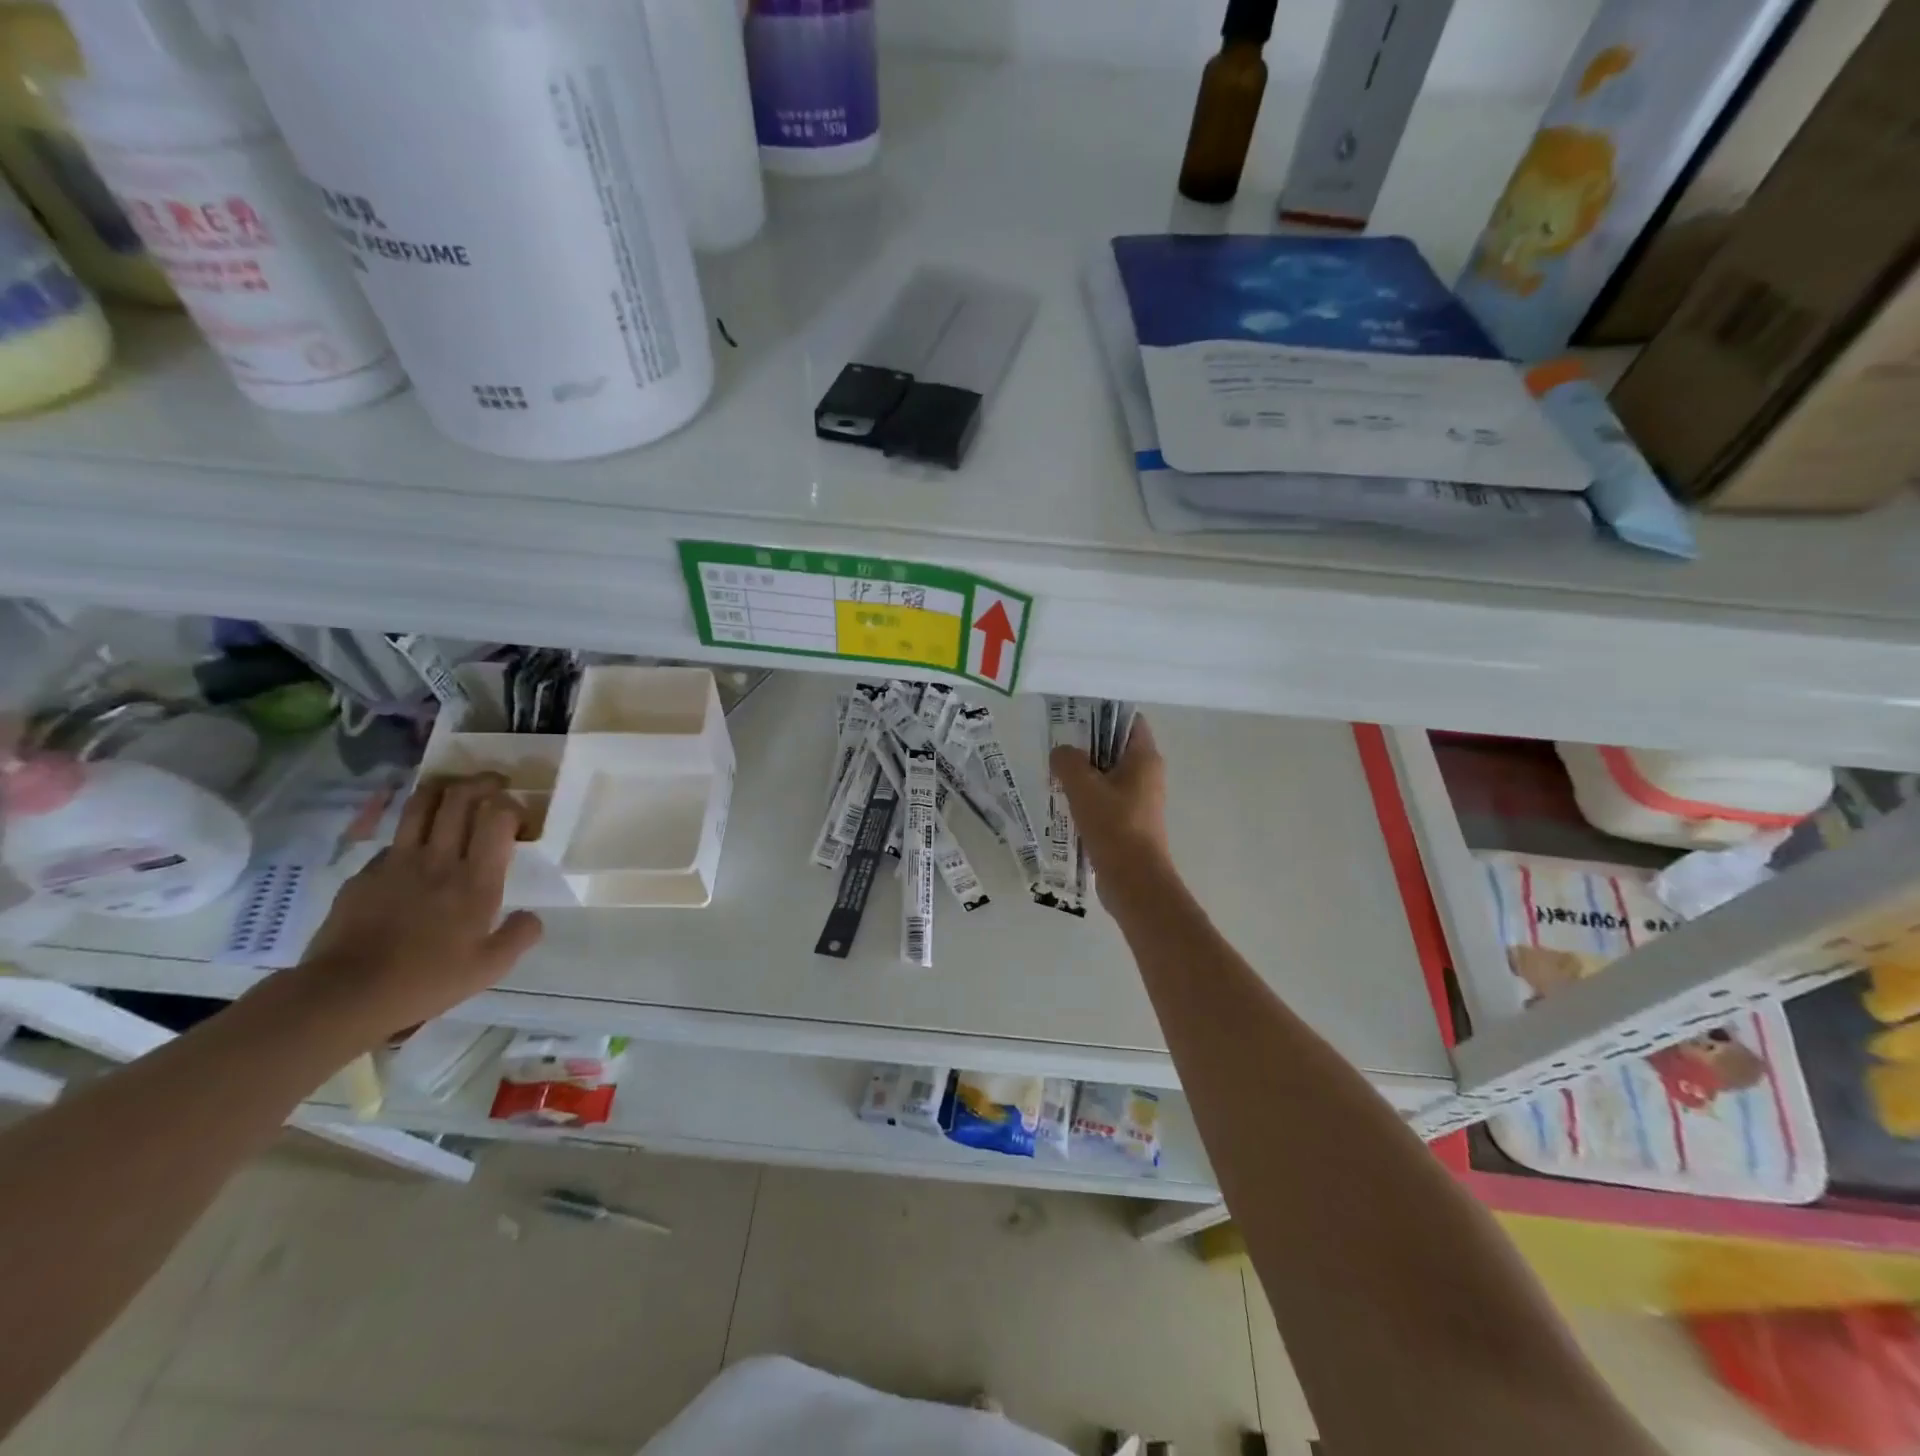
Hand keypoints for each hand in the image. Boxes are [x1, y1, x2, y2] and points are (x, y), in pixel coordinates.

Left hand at [287, 773, 543, 1044]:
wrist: (346, 994)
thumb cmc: (427, 980)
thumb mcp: (490, 968)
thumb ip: (520, 936)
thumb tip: (531, 916)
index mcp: (476, 879)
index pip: (497, 816)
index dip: (512, 805)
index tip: (520, 819)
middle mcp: (439, 859)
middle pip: (460, 797)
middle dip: (482, 782)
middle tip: (495, 785)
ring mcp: (397, 862)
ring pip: (421, 804)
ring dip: (443, 789)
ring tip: (456, 791)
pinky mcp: (365, 873)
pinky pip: (394, 839)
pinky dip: (412, 833)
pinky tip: (416, 849)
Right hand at [1049, 716, 1170, 904]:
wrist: (1134, 881)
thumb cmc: (1113, 826)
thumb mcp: (1083, 787)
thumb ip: (1067, 761)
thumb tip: (1061, 754)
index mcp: (1144, 758)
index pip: (1129, 721)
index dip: (1103, 713)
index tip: (1074, 715)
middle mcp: (1148, 774)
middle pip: (1116, 747)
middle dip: (1087, 745)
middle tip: (1057, 745)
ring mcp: (1140, 800)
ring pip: (1109, 775)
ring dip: (1084, 773)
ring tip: (1055, 773)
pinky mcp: (1130, 822)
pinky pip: (1107, 798)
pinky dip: (1088, 796)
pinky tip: (1065, 802)